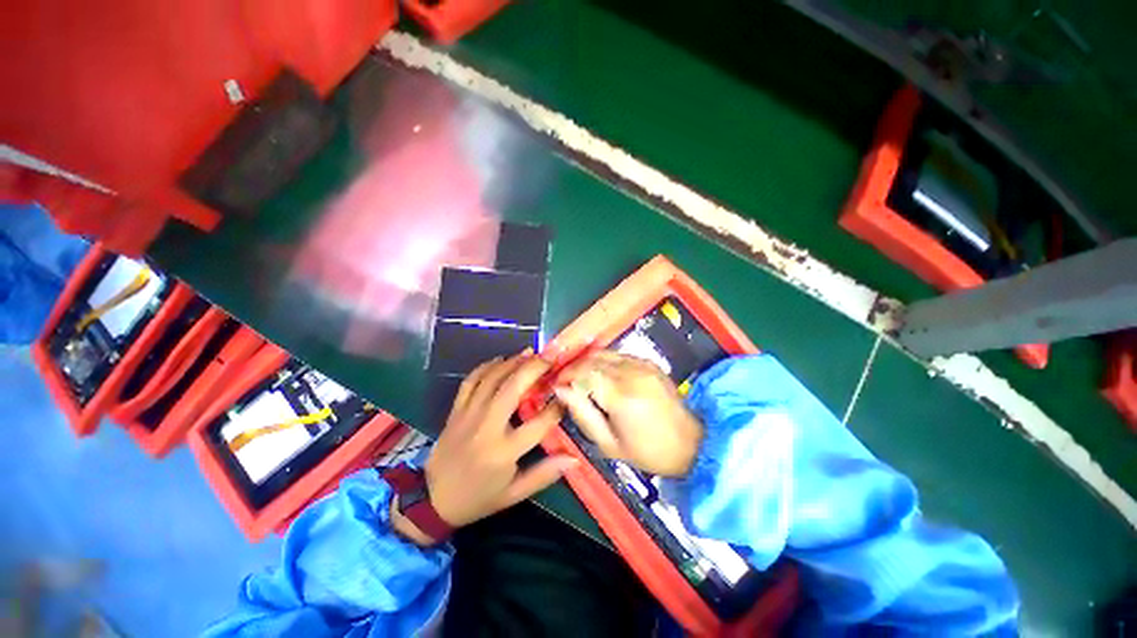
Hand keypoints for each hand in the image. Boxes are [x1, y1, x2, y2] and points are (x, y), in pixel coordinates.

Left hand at [423, 350, 577, 529]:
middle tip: (550, 356)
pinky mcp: (456, 410)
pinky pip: (470, 381)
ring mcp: (468, 415)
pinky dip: (485, 367)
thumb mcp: (514, 494)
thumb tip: (574, 458)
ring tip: (530, 352)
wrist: (432, 500)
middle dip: (534, 368)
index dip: (557, 406)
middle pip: (513, 389)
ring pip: (492, 379)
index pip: (539, 423)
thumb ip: (544, 475)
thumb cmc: (479, 498)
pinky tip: (500, 360)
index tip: (568, 393)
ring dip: (512, 362)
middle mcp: (487, 428)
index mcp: (504, 452)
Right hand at [554, 351, 702, 476]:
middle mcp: (631, 372)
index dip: (566, 375)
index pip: (583, 372)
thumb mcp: (609, 443)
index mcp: (620, 395)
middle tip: (565, 381)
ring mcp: (642, 364)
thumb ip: (582, 414)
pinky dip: (604, 361)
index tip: (556, 384)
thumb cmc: (648, 451)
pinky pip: (618, 355)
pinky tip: (601, 375)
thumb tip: (561, 391)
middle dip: (573, 368)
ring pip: (604, 353)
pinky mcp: (649, 362)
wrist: (691, 444)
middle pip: (591, 359)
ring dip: (587, 362)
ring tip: (580, 378)